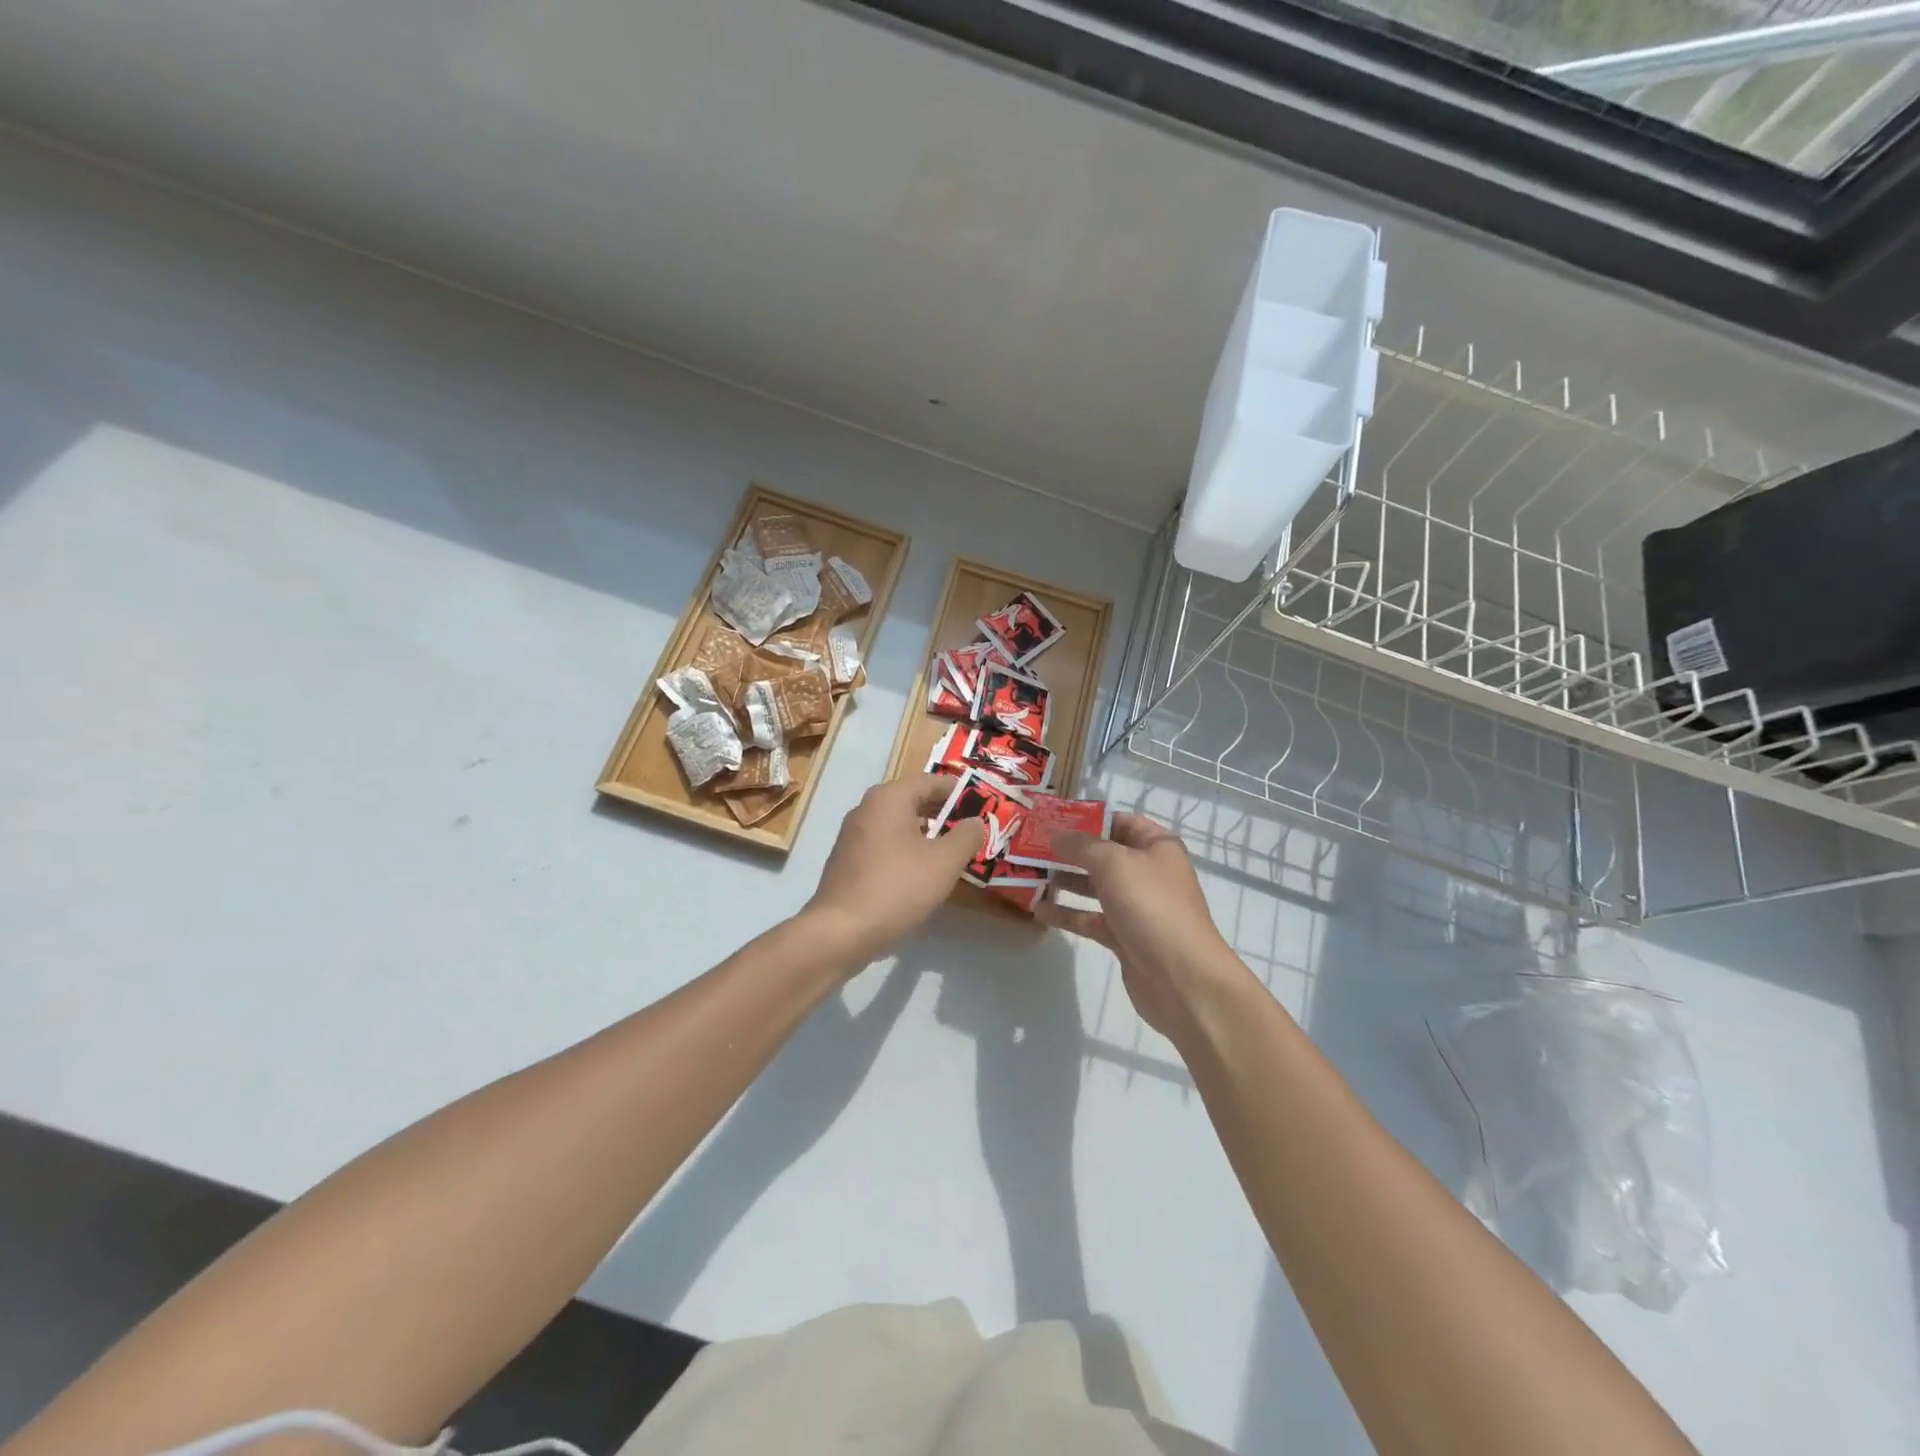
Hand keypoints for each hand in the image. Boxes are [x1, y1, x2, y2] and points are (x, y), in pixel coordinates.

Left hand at [804, 775, 986, 964]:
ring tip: (953, 854)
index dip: (960, 792)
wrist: (840, 932)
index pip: (932, 781)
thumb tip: (976, 821)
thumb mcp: (944, 862)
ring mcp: (853, 835)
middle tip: (973, 832)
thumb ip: (966, 836)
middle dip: (945, 814)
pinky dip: (907, 851)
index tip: (984, 808)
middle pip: (914, 801)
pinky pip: (885, 845)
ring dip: (927, 835)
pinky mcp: (848, 861)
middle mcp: (867, 808)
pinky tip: (922, 875)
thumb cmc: (897, 887)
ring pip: (899, 825)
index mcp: (889, 798)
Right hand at [1035, 813, 1254, 1045]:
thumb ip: (1081, 845)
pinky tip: (1038, 910)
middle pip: (1104, 855)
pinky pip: (1090, 918)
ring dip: (1065, 880)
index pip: (1120, 822)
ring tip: (1029, 874)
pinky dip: (1067, 913)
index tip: (1052, 819)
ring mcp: (1136, 907)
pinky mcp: (1123, 937)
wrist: (1181, 977)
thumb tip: (1055, 834)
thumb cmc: (1151, 906)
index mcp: (1157, 847)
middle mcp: (1148, 873)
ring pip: (1094, 887)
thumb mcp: (1114, 863)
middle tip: (1032, 846)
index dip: (1088, 819)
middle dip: (1070, 850)